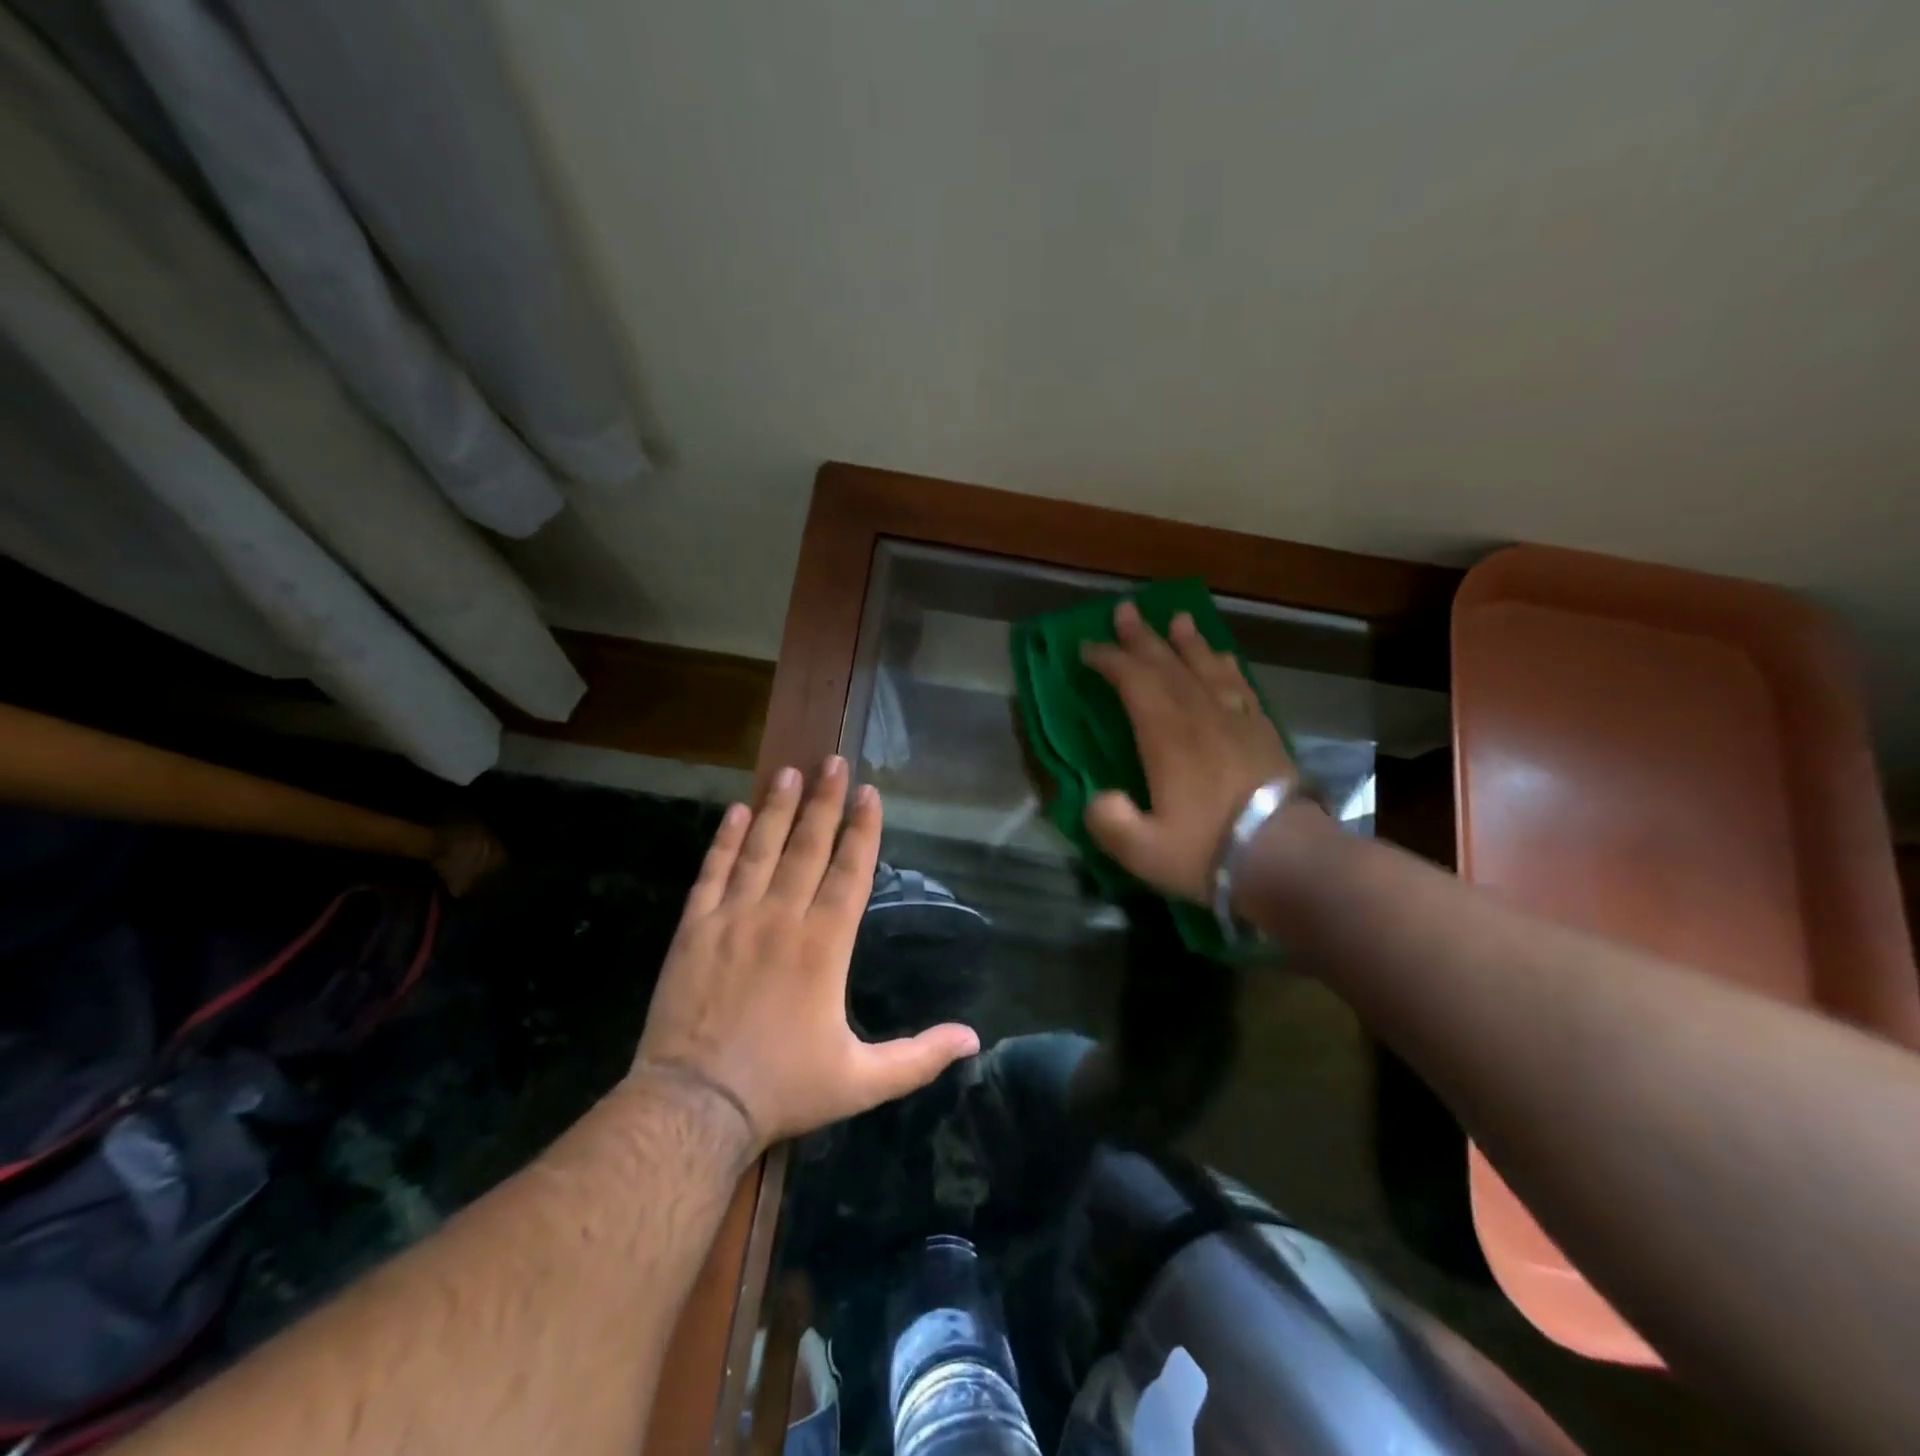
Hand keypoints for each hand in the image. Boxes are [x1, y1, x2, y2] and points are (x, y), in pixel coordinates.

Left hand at [632, 757, 979, 1155]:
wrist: (694, 1106)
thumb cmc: (782, 1088)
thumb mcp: (861, 1081)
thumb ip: (919, 1057)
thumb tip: (974, 1039)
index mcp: (825, 946)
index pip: (850, 872)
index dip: (862, 830)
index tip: (868, 791)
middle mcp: (782, 918)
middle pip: (808, 847)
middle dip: (825, 801)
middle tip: (833, 760)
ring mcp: (734, 919)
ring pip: (761, 850)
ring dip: (778, 808)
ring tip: (790, 771)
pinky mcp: (694, 929)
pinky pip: (713, 873)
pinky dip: (725, 841)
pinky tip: (736, 813)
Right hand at [1080, 601, 1296, 902]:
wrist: (1286, 858)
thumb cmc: (1208, 851)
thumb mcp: (1142, 850)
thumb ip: (1110, 821)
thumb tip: (1099, 799)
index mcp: (1167, 736)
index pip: (1134, 682)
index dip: (1109, 660)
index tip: (1087, 648)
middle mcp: (1200, 716)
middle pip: (1168, 665)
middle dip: (1143, 638)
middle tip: (1125, 611)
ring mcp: (1236, 721)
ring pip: (1207, 668)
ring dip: (1189, 643)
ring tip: (1179, 619)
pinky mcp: (1263, 733)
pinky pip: (1241, 687)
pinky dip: (1227, 667)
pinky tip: (1224, 659)